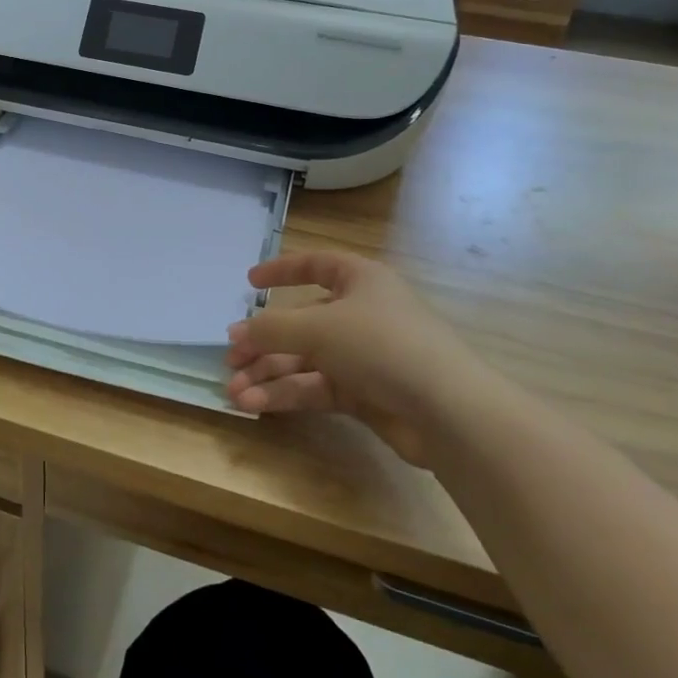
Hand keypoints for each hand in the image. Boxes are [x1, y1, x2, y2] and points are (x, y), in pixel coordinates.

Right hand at [227, 252, 476, 460]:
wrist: (446, 411)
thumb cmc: (381, 345)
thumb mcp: (319, 328)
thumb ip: (272, 328)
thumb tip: (238, 333)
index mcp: (359, 280)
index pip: (317, 265)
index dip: (283, 270)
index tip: (250, 281)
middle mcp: (361, 313)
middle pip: (302, 322)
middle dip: (264, 341)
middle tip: (231, 358)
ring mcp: (363, 356)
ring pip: (305, 360)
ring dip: (269, 374)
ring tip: (235, 391)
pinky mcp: (364, 394)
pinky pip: (316, 387)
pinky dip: (286, 394)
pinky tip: (256, 404)